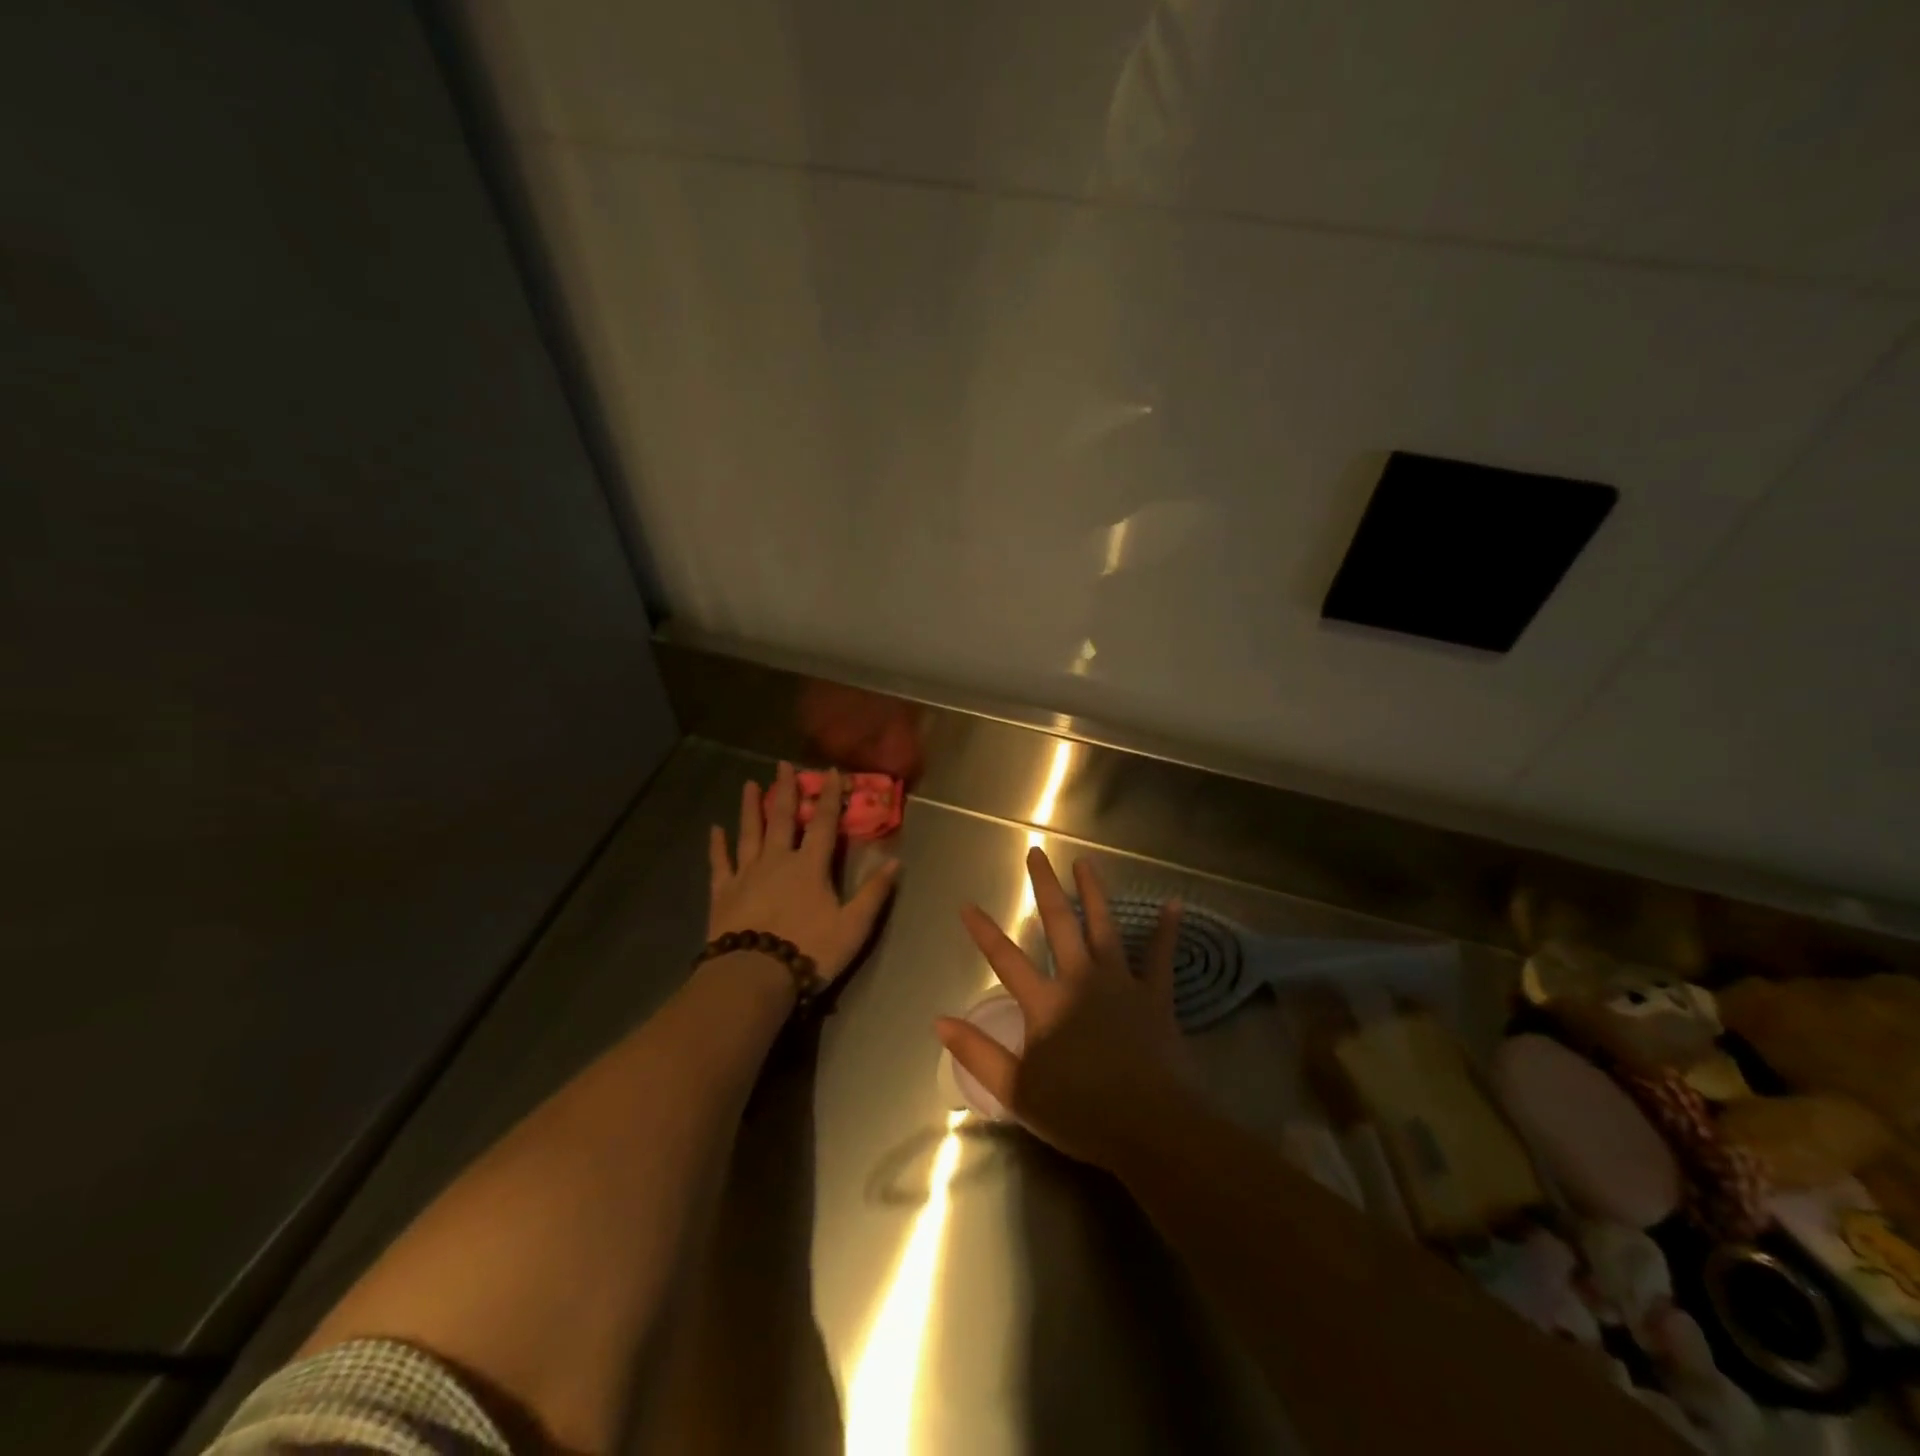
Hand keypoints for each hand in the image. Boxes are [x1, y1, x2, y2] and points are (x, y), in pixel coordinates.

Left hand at [707, 762, 900, 985]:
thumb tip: (896, 862)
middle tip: (782, 764)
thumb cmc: (809, 951)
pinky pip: (720, 862)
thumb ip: (873, 893)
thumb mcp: (853, 926)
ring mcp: (746, 874)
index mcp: (810, 866)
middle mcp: (777, 860)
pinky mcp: (723, 892)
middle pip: (781, 818)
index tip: (830, 771)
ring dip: (750, 807)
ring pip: (749, 833)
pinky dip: (717, 845)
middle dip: (785, 790)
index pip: (823, 823)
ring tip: (750, 784)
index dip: (828, 796)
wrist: (754, 976)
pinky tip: (714, 829)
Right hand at [937, 848, 1192, 1171]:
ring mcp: (1121, 983)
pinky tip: (1174, 903)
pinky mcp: (1155, 996)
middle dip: (1044, 887)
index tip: (966, 905)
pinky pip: (1161, 956)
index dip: (984, 932)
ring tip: (1086, 861)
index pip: (1005, 959)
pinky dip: (1167, 929)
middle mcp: (1080, 980)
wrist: (1150, 1127)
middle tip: (1036, 853)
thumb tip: (940, 1021)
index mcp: (1045, 1003)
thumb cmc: (1080, 1112)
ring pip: (1104, 926)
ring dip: (1094, 891)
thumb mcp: (1017, 1091)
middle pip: (1059, 923)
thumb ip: (978, 1053)